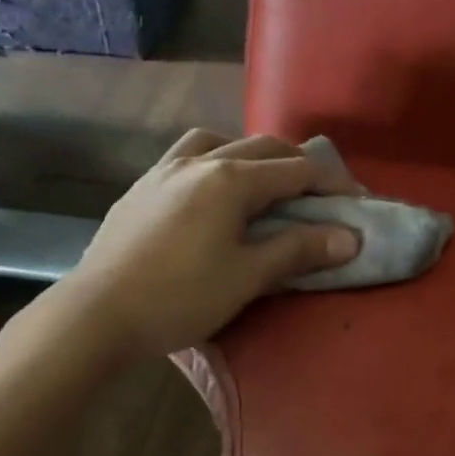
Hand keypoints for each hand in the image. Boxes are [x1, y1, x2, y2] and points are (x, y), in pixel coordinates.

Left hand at [60, 130, 360, 358]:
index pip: (298, 169)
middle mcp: (201, 160)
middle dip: (300, 166)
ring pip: (221, 142)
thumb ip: (299, 250)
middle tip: (321, 195)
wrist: (96, 313)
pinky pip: (189, 156)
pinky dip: (216, 161)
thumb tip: (351, 237)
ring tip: (265, 184)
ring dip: (254, 155)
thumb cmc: (179, 297)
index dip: (333, 183)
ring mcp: (165, 169)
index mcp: (232, 178)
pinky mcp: (142, 186)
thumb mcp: (247, 277)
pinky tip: (212, 191)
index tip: (358, 203)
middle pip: (264, 147)